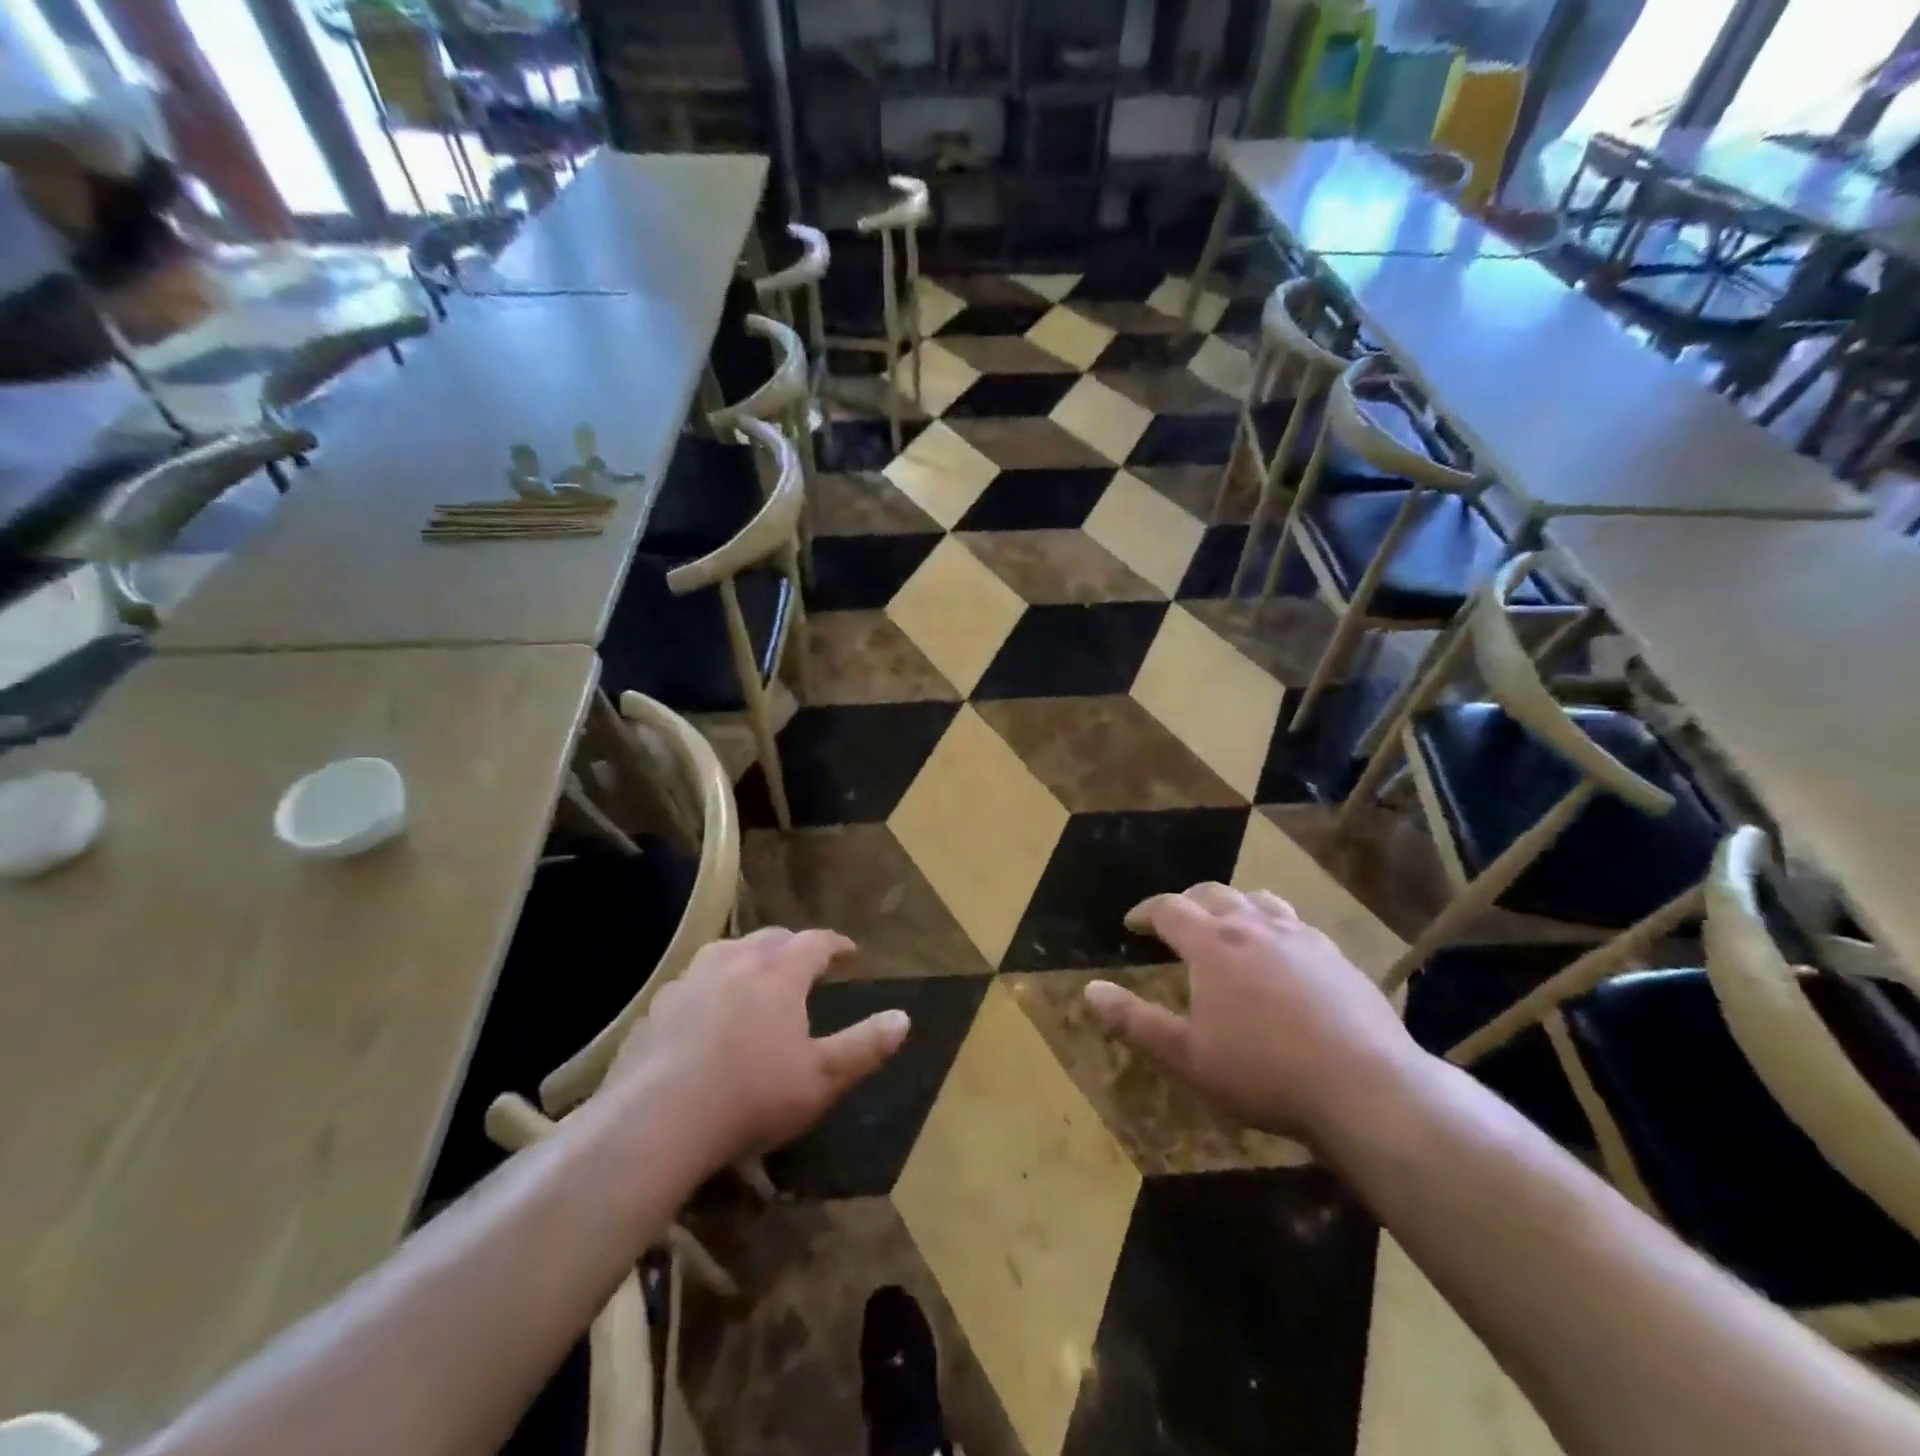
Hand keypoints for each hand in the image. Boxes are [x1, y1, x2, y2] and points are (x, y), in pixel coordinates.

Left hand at [604, 928, 909, 1173]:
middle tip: (806, 961)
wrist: (656, 1121)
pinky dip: (710, 985)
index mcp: (779, 973)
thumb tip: (903, 1017)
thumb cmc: (751, 1096)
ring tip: (755, 974)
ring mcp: (690, 980)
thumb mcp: (822, 1079)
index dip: (835, 944)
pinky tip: (706, 1011)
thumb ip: (865, 1046)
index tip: (849, 951)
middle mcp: (735, 962)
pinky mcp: (657, 1006)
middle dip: (793, 944)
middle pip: (770, 938)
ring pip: (726, 951)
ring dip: (748, 956)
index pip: (815, 942)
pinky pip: (692, 981)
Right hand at [1084, 883, 1421, 1141]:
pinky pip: (1297, 925)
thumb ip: (1135, 1021)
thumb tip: (1089, 990)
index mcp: (1214, 944)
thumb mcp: (1187, 1056)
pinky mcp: (1337, 957)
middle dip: (1187, 903)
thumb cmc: (1263, 1073)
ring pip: (1259, 901)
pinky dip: (1275, 927)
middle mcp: (1255, 926)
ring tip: (1228, 927)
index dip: (1146, 912)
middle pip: (1213, 894)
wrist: (1366, 1088)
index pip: (1169, 908)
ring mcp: (1301, 938)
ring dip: (1234, 906)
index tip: (1132, 924)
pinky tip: (1282, 957)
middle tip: (1175, 922)